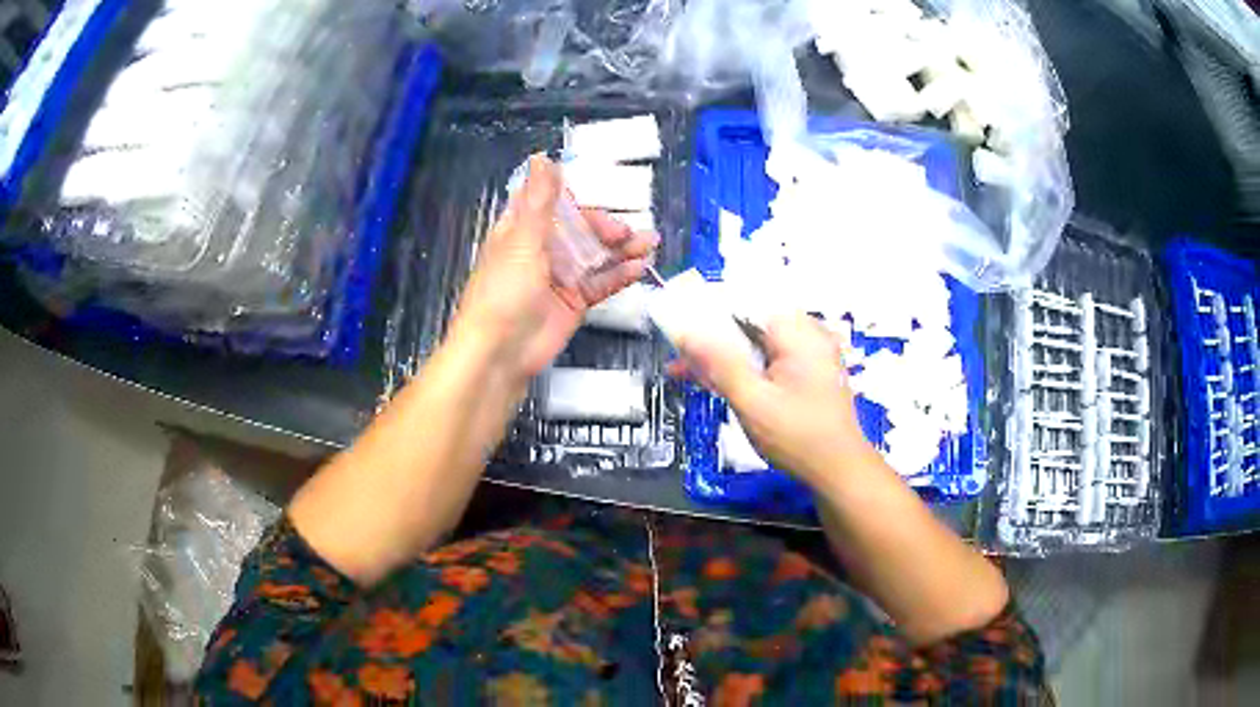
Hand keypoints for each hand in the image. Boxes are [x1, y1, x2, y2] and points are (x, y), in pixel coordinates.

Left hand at [450, 155, 658, 377]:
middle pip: (580, 229)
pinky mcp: (574, 303)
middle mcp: (542, 250)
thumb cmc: (503, 293)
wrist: (499, 354)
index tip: (604, 196)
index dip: (578, 199)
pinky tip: (639, 269)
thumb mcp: (521, 242)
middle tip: (630, 234)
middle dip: (607, 227)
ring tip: (651, 244)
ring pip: (595, 255)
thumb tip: (541, 157)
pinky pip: (600, 283)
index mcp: (521, 230)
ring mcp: (559, 277)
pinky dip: (619, 276)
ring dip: (621, 249)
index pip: (553, 204)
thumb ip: (539, 202)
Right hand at [671, 313, 874, 485]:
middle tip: (679, 360)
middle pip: (750, 321)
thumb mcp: (752, 401)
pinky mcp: (809, 370)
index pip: (745, 302)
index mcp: (799, 332)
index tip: (678, 329)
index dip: (708, 312)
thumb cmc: (798, 437)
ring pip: (757, 342)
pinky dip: (745, 367)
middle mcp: (808, 333)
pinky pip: (769, 357)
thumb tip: (685, 332)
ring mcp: (811, 352)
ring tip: (689, 373)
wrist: (839, 471)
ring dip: (725, 356)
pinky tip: (721, 383)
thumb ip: (719, 364)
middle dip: (712, 339)